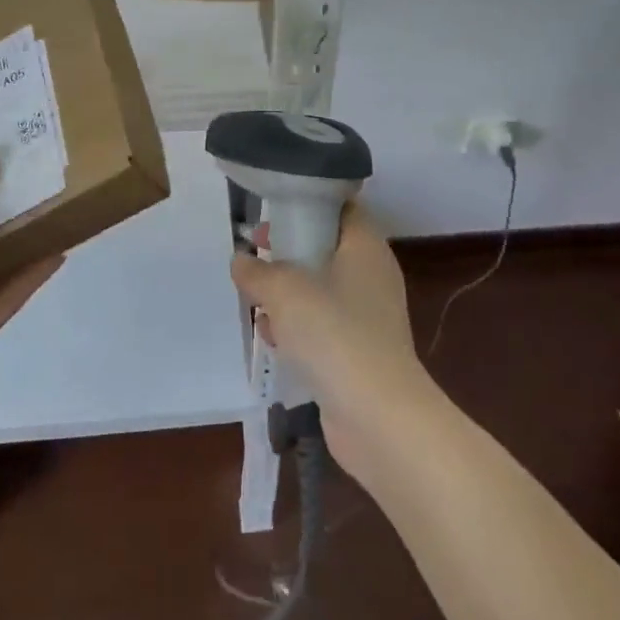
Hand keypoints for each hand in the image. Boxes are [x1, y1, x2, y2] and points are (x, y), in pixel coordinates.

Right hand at [229, 205, 443, 484]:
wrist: (377, 415)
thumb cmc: (333, 334)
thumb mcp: (285, 291)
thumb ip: (258, 272)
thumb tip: (241, 260)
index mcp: (365, 247)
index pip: (341, 207)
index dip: (307, 204)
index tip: (273, 214)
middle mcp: (372, 275)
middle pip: (327, 248)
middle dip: (289, 252)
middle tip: (257, 254)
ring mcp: (368, 315)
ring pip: (322, 289)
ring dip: (289, 294)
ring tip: (256, 301)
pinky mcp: (360, 351)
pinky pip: (324, 326)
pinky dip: (299, 327)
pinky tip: (273, 340)